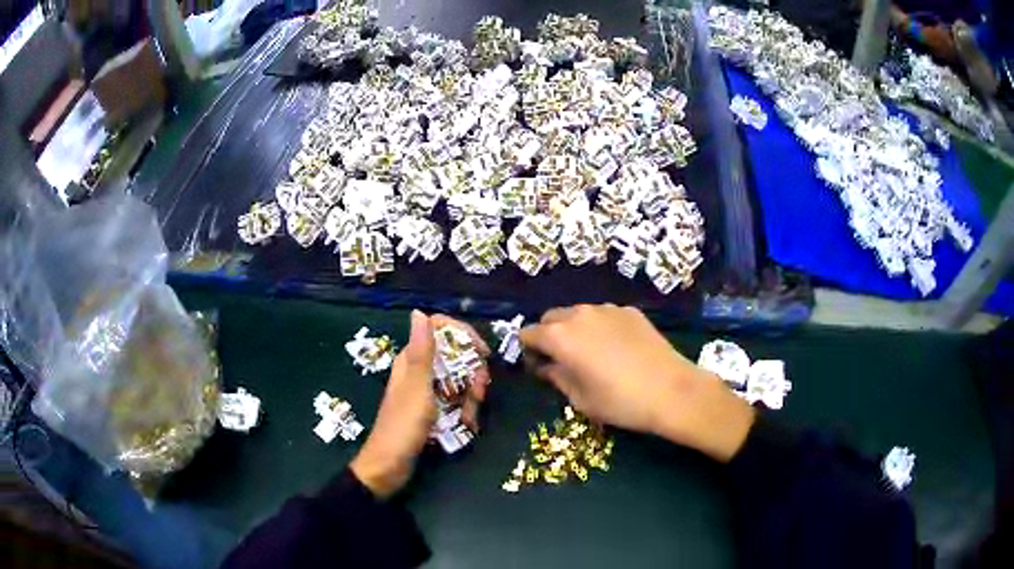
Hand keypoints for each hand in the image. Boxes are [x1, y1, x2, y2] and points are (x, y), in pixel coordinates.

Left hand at [350, 311, 489, 497]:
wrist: (390, 465)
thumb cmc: (403, 425)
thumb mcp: (417, 387)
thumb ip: (422, 352)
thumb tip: (419, 311)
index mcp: (411, 359)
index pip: (440, 329)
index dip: (463, 335)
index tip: (482, 353)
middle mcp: (419, 370)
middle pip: (455, 356)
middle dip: (473, 372)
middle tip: (480, 392)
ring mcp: (426, 391)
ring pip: (458, 379)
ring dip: (471, 396)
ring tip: (471, 416)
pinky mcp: (432, 409)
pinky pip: (455, 400)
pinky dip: (464, 410)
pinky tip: (468, 424)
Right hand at [519, 304, 754, 461]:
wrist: (671, 391)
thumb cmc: (619, 402)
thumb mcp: (580, 399)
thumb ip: (556, 377)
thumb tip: (547, 367)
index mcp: (560, 337)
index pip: (527, 333)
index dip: (528, 350)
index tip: (539, 367)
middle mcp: (579, 314)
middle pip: (551, 318)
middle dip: (549, 336)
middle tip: (563, 360)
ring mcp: (607, 309)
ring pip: (579, 314)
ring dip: (575, 329)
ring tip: (593, 353)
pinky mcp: (630, 311)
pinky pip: (604, 315)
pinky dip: (601, 327)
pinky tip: (618, 349)